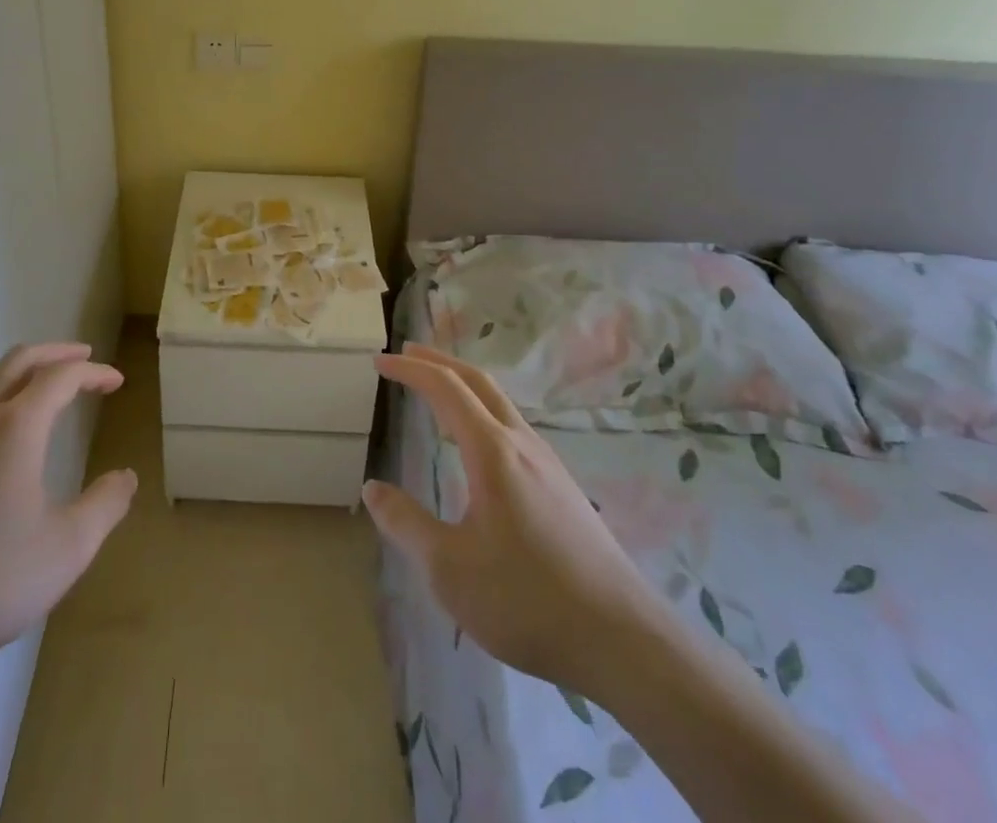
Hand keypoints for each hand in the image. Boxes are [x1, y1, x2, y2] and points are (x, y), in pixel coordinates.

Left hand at [0, 342, 136, 677]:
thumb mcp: (67, 549)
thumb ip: (105, 507)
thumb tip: (125, 477)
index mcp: (17, 427)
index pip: (62, 377)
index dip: (94, 372)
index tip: (116, 382)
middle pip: (20, 360)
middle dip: (56, 353)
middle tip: (82, 358)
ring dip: (20, 373)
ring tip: (39, 389)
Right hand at [363, 345, 657, 691]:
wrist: (624, 644)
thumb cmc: (527, 600)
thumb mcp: (449, 568)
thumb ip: (406, 523)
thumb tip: (372, 488)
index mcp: (492, 451)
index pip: (445, 388)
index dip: (410, 369)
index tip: (379, 361)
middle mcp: (522, 444)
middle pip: (478, 381)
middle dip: (440, 361)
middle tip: (407, 353)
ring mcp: (549, 465)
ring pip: (501, 404)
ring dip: (464, 386)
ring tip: (437, 393)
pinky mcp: (563, 490)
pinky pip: (514, 429)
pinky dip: (483, 413)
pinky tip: (479, 447)